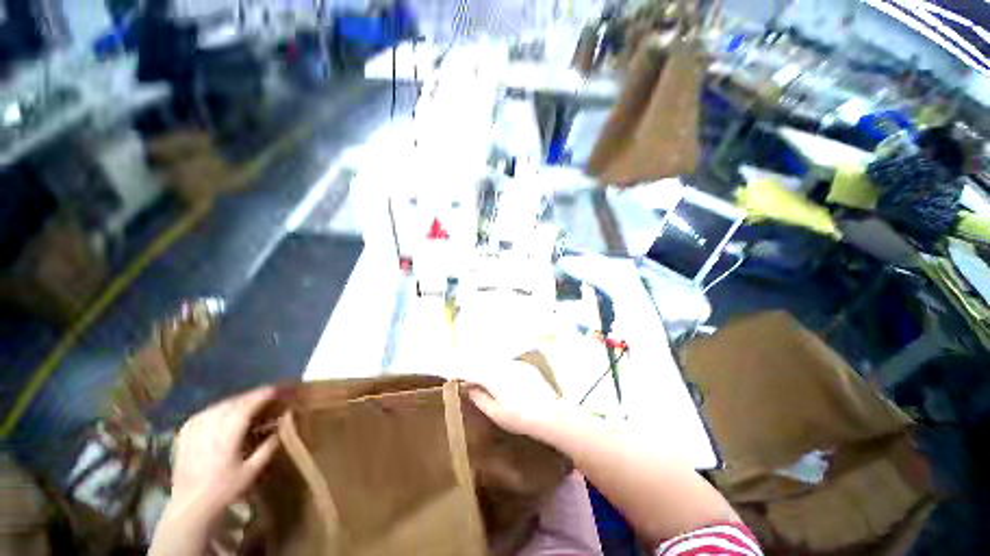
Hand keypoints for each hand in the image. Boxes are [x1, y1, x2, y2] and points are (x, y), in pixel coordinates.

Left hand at [167, 387, 279, 522]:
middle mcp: (209, 427)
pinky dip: (221, 408)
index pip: (247, 406)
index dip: (263, 395)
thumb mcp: (252, 471)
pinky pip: (206, 412)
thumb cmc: (224, 489)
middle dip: (253, 396)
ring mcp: (194, 428)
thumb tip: (279, 427)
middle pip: (234, 402)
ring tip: (250, 402)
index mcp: (227, 435)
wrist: (190, 505)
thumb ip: (268, 447)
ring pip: (220, 405)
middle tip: (269, 394)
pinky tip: (226, 412)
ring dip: (238, 401)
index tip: (278, 389)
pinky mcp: (185, 432)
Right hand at [465, 361, 570, 436]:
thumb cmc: (520, 418)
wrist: (550, 414)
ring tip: (483, 378)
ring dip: (487, 368)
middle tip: (465, 377)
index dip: (460, 373)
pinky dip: (501, 369)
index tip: (452, 377)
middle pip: (483, 363)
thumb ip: (479, 398)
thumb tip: (468, 387)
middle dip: (473, 369)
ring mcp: (516, 364)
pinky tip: (503, 379)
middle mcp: (503, 365)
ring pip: (496, 362)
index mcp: (493, 377)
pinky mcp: (526, 367)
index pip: (471, 371)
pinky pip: (508, 365)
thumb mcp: (495, 413)